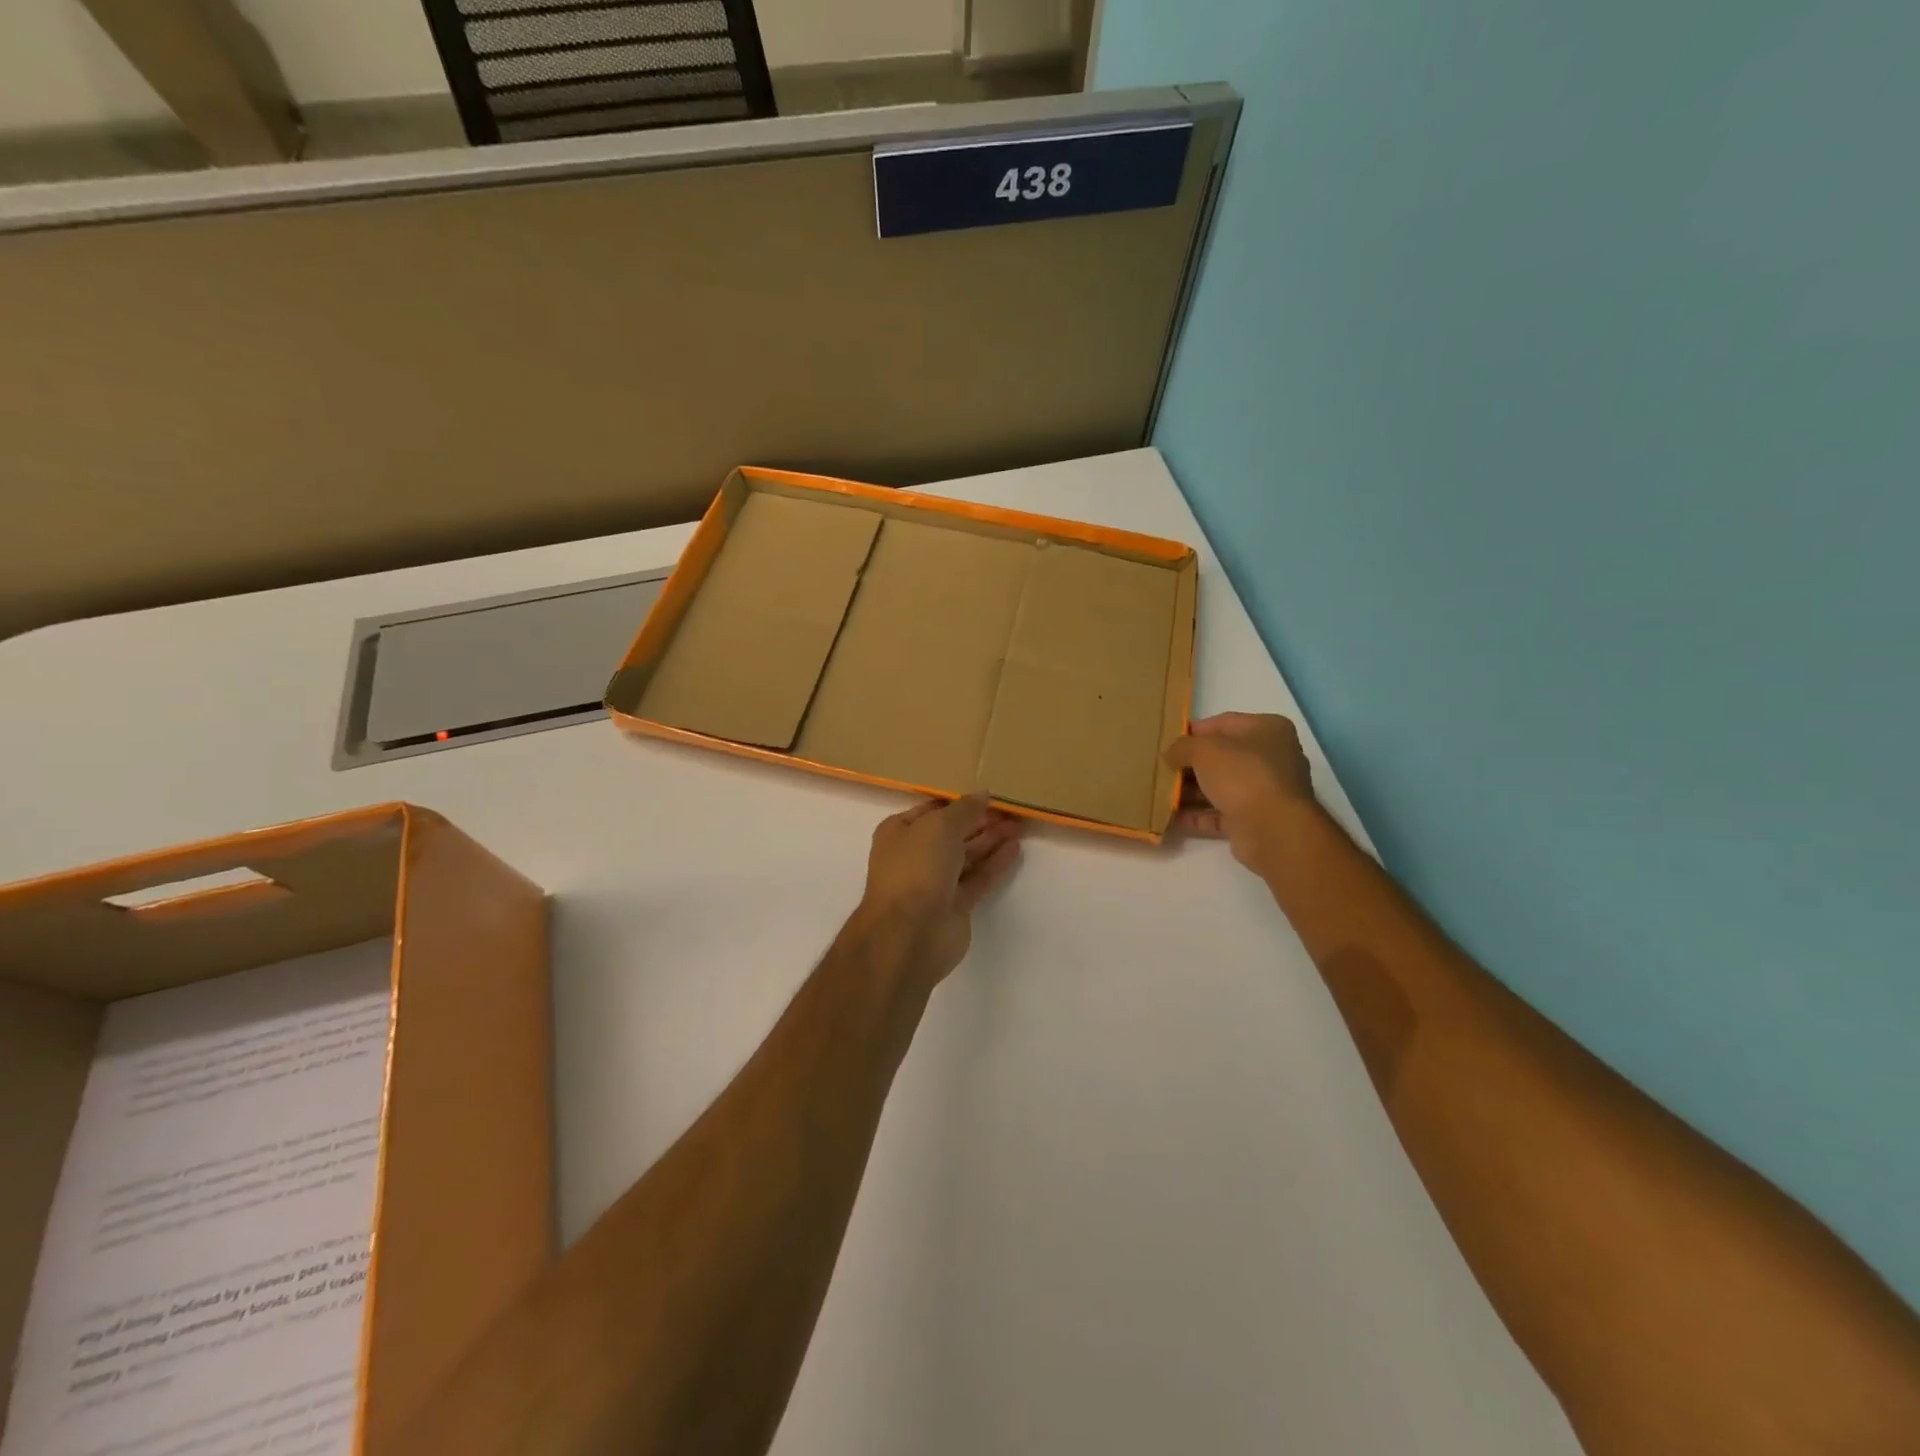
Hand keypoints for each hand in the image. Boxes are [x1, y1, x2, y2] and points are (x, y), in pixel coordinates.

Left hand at [854, 795, 1024, 985]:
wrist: (909, 933)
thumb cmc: (916, 868)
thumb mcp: (940, 826)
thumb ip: (964, 808)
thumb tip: (983, 793)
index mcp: (900, 832)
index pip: (933, 810)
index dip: (960, 802)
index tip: (989, 795)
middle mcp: (915, 855)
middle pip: (953, 833)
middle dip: (980, 821)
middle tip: (1012, 811)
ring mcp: (935, 882)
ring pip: (967, 855)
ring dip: (991, 840)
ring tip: (1019, 826)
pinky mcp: (955, 904)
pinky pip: (978, 877)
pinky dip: (995, 863)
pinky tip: (1015, 848)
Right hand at [1165, 712, 1315, 868]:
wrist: (1272, 829)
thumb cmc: (1242, 774)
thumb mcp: (1203, 750)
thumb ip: (1182, 747)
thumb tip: (1170, 755)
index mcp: (1268, 730)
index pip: (1224, 723)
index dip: (1194, 731)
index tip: (1169, 741)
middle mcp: (1272, 758)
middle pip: (1222, 757)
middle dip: (1190, 765)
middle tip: (1163, 770)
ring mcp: (1266, 791)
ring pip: (1221, 787)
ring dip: (1191, 792)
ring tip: (1161, 795)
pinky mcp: (1256, 820)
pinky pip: (1221, 814)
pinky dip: (1199, 816)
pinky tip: (1172, 817)